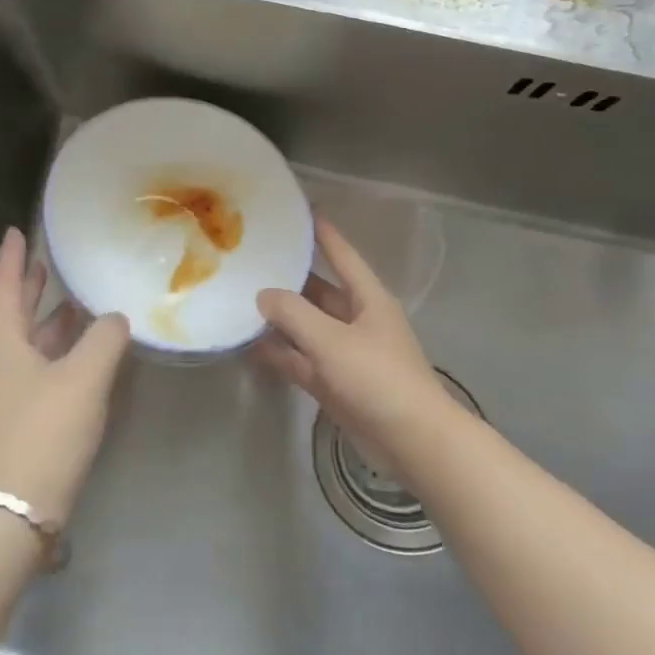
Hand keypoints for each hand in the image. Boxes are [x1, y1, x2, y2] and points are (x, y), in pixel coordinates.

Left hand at [0, 228, 130, 523]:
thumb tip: (115, 319)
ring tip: (76, 303)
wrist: (11, 510)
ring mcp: (5, 393)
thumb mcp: (83, 378)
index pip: (3, 285)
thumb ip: (104, 339)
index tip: (16, 231)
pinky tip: (84, 355)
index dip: (12, 257)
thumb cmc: (43, 431)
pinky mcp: (19, 419)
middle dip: (29, 287)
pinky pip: (39, 369)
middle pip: (13, 313)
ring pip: (28, 343)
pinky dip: (58, 353)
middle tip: (47, 262)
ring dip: (49, 322)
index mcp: (1, 342)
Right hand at [257, 215, 453, 446]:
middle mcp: (357, 320)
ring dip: (281, 318)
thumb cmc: (377, 378)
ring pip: (308, 327)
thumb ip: (294, 314)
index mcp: (368, 299)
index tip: (302, 213)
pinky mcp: (336, 383)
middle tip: (255, 260)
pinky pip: (303, 360)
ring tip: (243, 300)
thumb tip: (264, 294)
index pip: (343, 256)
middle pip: (320, 291)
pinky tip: (251, 347)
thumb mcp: (332, 340)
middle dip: (291, 278)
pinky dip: (281, 353)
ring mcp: (346, 353)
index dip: (324, 234)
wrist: (412, 441)